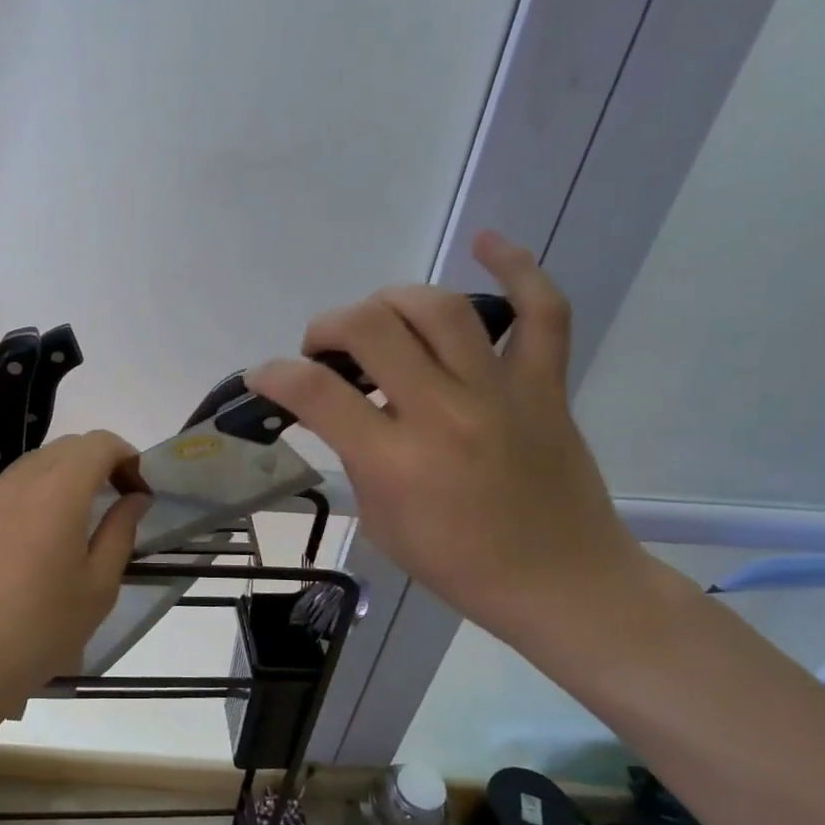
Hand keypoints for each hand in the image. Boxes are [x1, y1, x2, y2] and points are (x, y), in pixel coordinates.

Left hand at [0, 430, 147, 716]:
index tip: (139, 491)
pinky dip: (38, 492)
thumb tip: (135, 498)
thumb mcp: (98, 585)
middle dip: (100, 463)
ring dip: (67, 475)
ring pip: (37, 463)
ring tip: (81, 519)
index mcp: (58, 490)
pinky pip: (12, 485)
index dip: (127, 457)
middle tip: (118, 502)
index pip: (99, 444)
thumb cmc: (41, 627)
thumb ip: (121, 530)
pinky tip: (41, 536)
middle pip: (68, 447)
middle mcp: (20, 480)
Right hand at [246, 232, 645, 650]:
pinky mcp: (545, 385)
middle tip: (323, 350)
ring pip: (439, 308)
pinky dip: (518, 268)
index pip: (316, 393)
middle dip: (327, 327)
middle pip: (370, 329)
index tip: (263, 376)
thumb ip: (356, 457)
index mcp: (396, 462)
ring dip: (390, 300)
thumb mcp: (381, 521)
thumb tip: (336, 410)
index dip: (274, 374)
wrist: (561, 583)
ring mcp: (500, 393)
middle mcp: (444, 414)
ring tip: (376, 318)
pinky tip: (487, 241)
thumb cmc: (459, 565)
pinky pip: (541, 312)